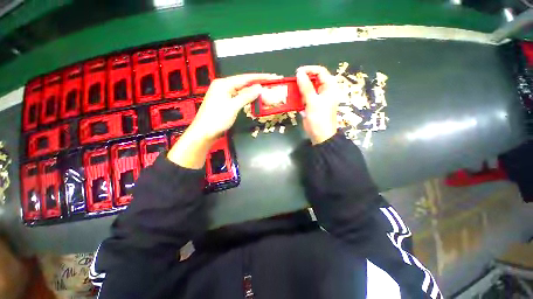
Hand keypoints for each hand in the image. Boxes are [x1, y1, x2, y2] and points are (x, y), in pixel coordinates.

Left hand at [168, 73, 279, 168]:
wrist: (205, 132)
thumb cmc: (216, 119)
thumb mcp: (232, 107)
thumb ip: (246, 96)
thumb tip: (259, 88)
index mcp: (223, 84)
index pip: (245, 78)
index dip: (260, 78)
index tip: (272, 77)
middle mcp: (224, 87)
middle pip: (244, 84)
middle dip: (258, 85)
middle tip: (271, 87)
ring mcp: (224, 95)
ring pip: (243, 92)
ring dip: (254, 93)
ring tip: (266, 94)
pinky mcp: (226, 103)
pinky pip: (240, 98)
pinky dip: (248, 99)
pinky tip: (255, 100)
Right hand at [296, 66, 341, 144]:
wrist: (320, 135)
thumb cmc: (319, 118)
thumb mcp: (313, 101)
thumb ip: (306, 87)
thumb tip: (299, 73)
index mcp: (329, 87)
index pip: (320, 72)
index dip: (309, 70)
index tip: (297, 73)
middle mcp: (324, 90)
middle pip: (313, 79)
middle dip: (302, 80)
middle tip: (292, 83)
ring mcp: (317, 98)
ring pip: (307, 89)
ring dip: (299, 89)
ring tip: (291, 91)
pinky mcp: (311, 105)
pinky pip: (304, 97)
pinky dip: (298, 97)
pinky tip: (293, 99)